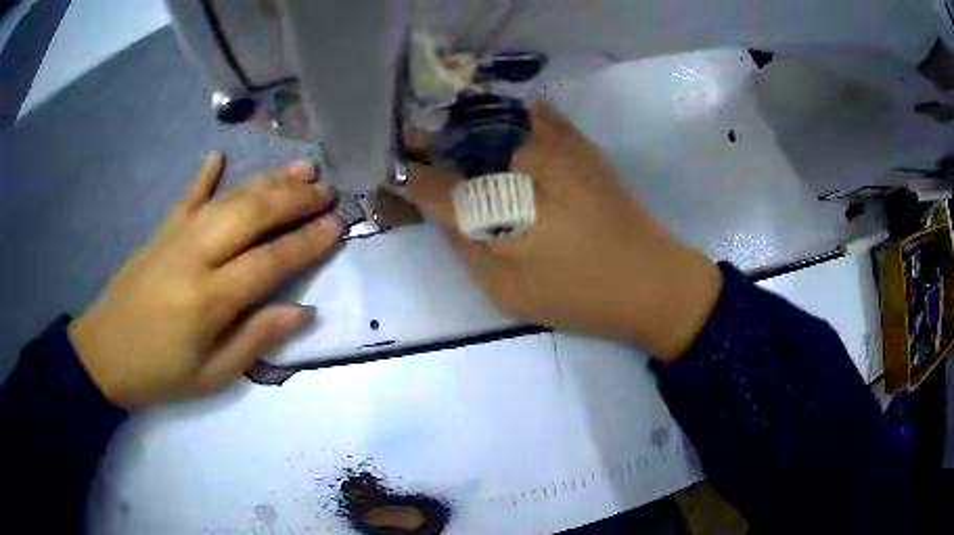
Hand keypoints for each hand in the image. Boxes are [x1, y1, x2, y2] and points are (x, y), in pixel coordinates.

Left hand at [68, 155, 343, 406]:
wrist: (104, 354)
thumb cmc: (160, 372)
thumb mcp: (212, 376)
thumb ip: (256, 340)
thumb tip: (302, 311)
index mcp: (209, 299)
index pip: (270, 261)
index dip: (307, 242)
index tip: (338, 225)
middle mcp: (196, 256)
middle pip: (251, 215)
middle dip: (294, 200)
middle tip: (327, 191)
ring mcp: (176, 237)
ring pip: (228, 198)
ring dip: (266, 181)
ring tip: (299, 169)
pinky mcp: (160, 231)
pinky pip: (187, 196)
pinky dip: (204, 175)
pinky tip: (218, 156)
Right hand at [402, 102, 720, 359]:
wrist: (653, 282)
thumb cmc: (578, 295)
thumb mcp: (506, 292)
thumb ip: (465, 246)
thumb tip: (438, 209)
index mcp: (498, 205)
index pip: (432, 182)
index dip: (407, 177)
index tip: (391, 175)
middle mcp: (520, 162)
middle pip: (458, 143)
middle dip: (432, 145)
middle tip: (417, 153)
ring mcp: (554, 145)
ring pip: (493, 122)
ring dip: (466, 126)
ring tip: (451, 136)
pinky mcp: (580, 145)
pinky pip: (536, 117)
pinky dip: (512, 116)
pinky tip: (502, 122)